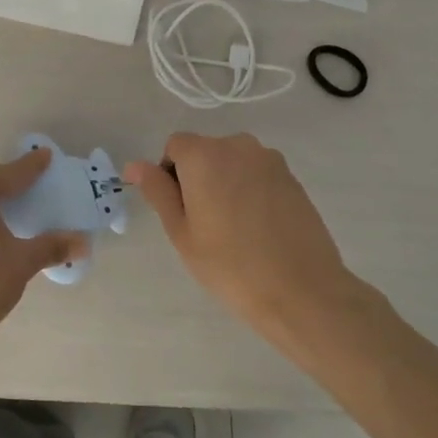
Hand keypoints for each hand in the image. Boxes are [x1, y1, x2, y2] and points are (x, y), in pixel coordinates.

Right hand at [124, 132, 386, 360]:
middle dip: (198, 177)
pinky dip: (249, 192)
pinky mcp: (292, 178)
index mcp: (205, 155)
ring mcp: (270, 160)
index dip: (170, 174)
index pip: (175, 146)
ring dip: (224, 183)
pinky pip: (257, 175)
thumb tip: (134, 165)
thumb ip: (158, 191)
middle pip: (205, 151)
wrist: (302, 291)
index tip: (179, 211)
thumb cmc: (230, 264)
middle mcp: (238, 146)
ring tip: (232, 228)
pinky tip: (257, 229)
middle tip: (203, 224)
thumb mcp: (181, 231)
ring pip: (232, 163)